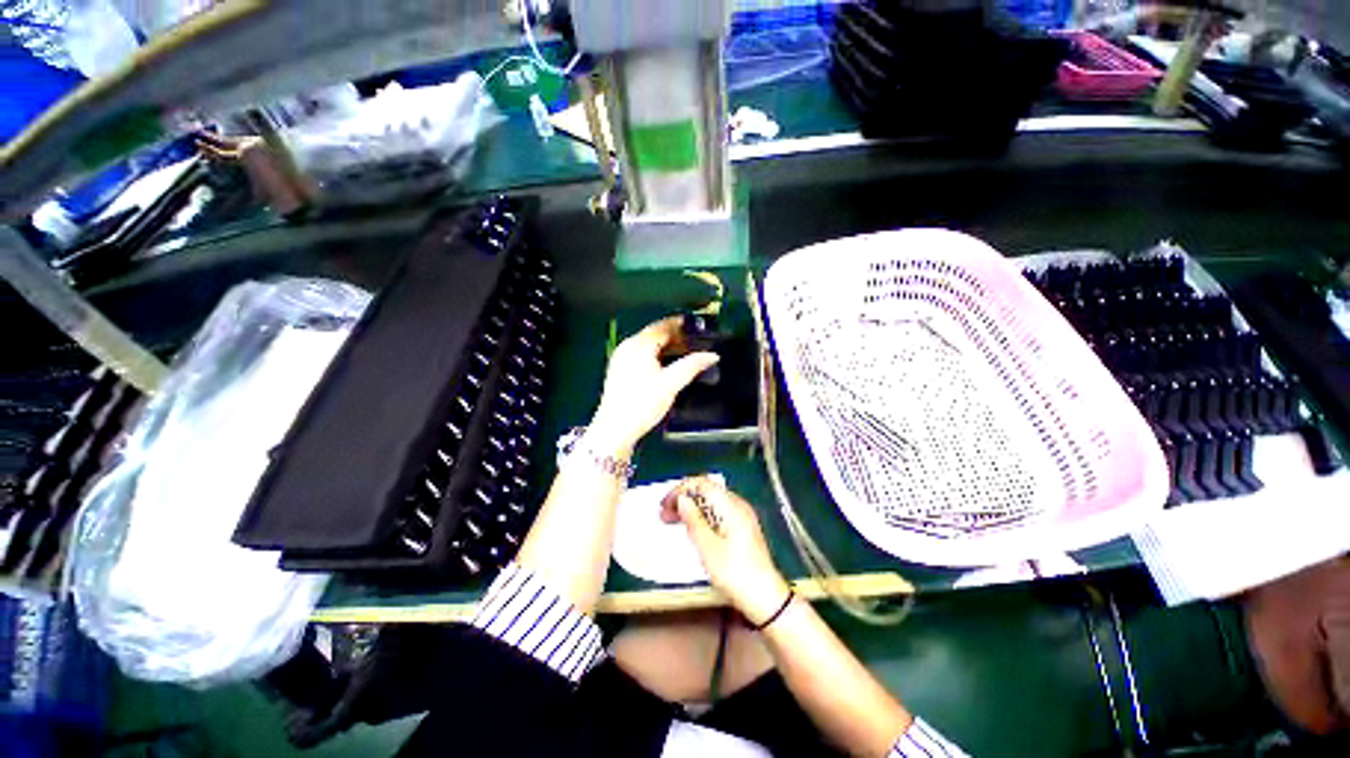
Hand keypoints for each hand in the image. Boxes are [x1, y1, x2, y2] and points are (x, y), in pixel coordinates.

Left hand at [590, 317, 718, 453]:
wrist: (615, 430)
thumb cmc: (643, 404)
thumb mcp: (671, 384)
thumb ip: (691, 366)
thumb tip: (712, 355)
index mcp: (638, 345)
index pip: (662, 326)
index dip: (680, 324)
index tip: (697, 326)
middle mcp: (627, 346)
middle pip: (654, 334)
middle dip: (675, 335)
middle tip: (695, 341)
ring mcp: (621, 358)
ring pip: (648, 344)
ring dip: (666, 345)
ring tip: (686, 352)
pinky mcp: (619, 370)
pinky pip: (641, 354)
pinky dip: (656, 354)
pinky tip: (667, 364)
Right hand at [662, 476, 790, 625]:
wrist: (765, 598)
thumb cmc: (734, 572)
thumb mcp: (708, 547)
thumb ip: (693, 520)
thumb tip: (682, 499)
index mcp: (731, 506)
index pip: (702, 484)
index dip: (681, 490)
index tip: (665, 505)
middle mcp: (738, 505)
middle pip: (707, 491)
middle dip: (685, 499)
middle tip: (665, 514)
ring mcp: (742, 516)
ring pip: (712, 502)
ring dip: (692, 509)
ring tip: (675, 522)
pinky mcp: (743, 528)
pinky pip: (718, 513)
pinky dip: (703, 517)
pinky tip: (693, 530)